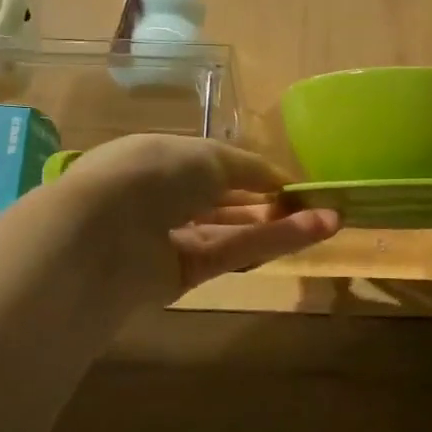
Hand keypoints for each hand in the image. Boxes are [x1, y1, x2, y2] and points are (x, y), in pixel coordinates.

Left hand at [52, 136, 339, 306]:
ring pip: (236, 229)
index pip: (214, 164)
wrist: (100, 235)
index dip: (253, 172)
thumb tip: (279, 178)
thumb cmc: (152, 174)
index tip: (291, 180)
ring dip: (281, 223)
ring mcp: (175, 238)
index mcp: (161, 158)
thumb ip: (249, 168)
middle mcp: (166, 198)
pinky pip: (234, 253)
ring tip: (330, 218)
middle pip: (227, 200)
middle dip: (270, 201)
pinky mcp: (185, 275)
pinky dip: (272, 241)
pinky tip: (314, 230)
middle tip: (315, 202)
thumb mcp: (208, 156)